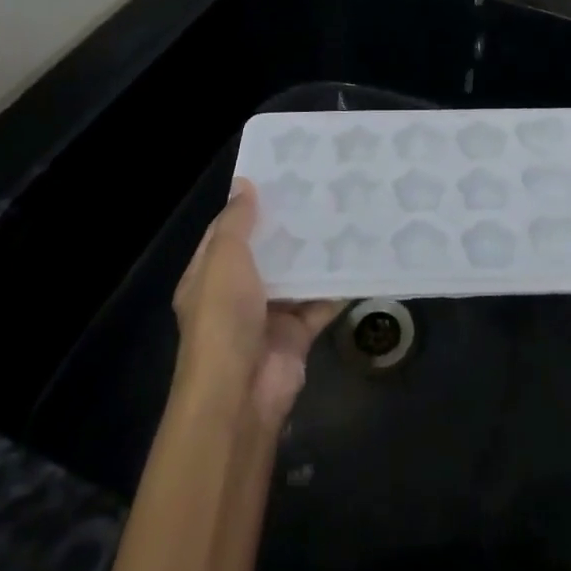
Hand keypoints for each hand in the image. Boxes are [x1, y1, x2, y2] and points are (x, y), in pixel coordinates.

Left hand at [172, 178, 339, 427]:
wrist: (240, 394)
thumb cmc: (223, 319)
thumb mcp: (223, 260)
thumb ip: (236, 223)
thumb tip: (244, 184)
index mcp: (209, 275)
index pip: (228, 231)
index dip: (250, 204)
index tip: (283, 175)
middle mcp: (237, 293)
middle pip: (267, 251)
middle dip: (290, 224)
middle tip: (324, 187)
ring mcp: (269, 314)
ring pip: (297, 274)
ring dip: (317, 251)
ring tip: (346, 212)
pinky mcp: (298, 333)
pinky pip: (322, 301)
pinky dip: (339, 284)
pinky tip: (361, 256)